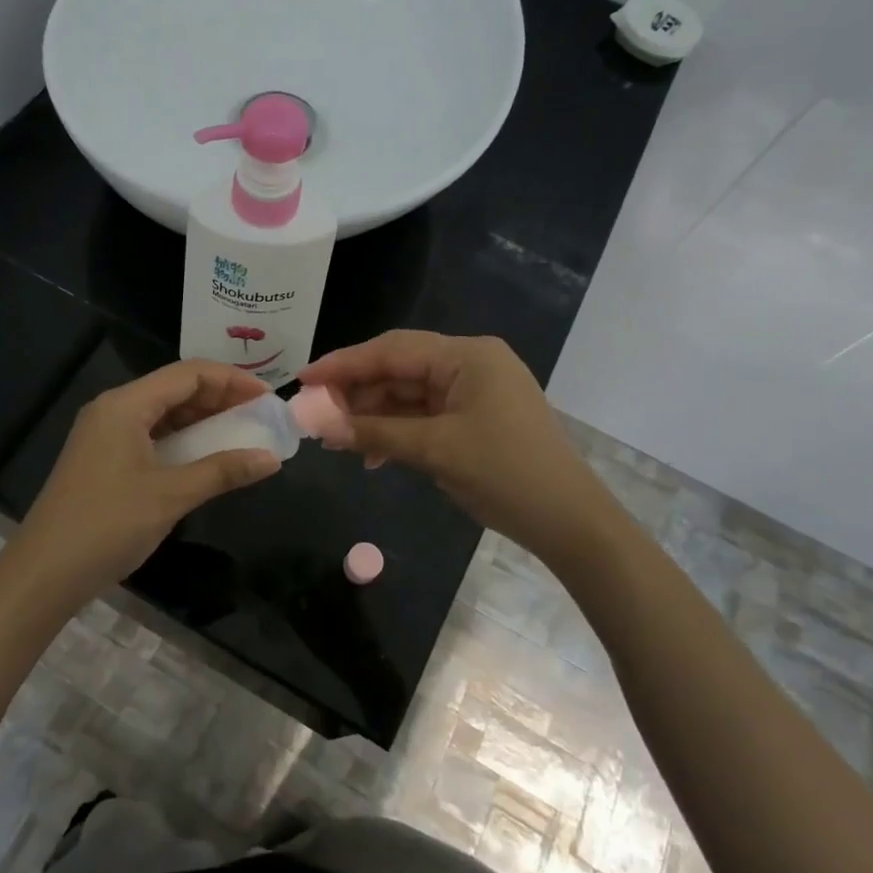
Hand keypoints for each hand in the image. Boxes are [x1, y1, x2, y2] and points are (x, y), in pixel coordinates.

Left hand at [0, 360, 281, 611]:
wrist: (43, 574)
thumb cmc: (108, 525)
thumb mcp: (171, 496)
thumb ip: (223, 471)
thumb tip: (271, 459)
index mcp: (125, 405)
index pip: (188, 374)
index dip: (232, 380)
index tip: (268, 399)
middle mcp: (113, 410)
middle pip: (175, 389)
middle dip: (220, 399)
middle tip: (260, 417)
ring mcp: (105, 435)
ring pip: (163, 413)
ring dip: (202, 420)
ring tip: (241, 433)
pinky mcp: (104, 459)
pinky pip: (151, 436)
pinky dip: (182, 440)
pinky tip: (206, 456)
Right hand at [297, 331, 610, 556]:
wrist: (569, 522)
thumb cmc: (505, 474)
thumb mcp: (435, 451)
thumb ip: (375, 433)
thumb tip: (319, 425)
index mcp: (467, 356)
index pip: (392, 350)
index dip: (344, 364)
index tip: (303, 378)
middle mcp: (470, 363)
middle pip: (399, 368)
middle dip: (356, 391)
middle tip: (314, 413)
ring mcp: (475, 391)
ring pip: (408, 393)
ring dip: (373, 414)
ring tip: (336, 438)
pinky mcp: (475, 417)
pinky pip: (425, 414)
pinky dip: (397, 429)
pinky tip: (372, 453)